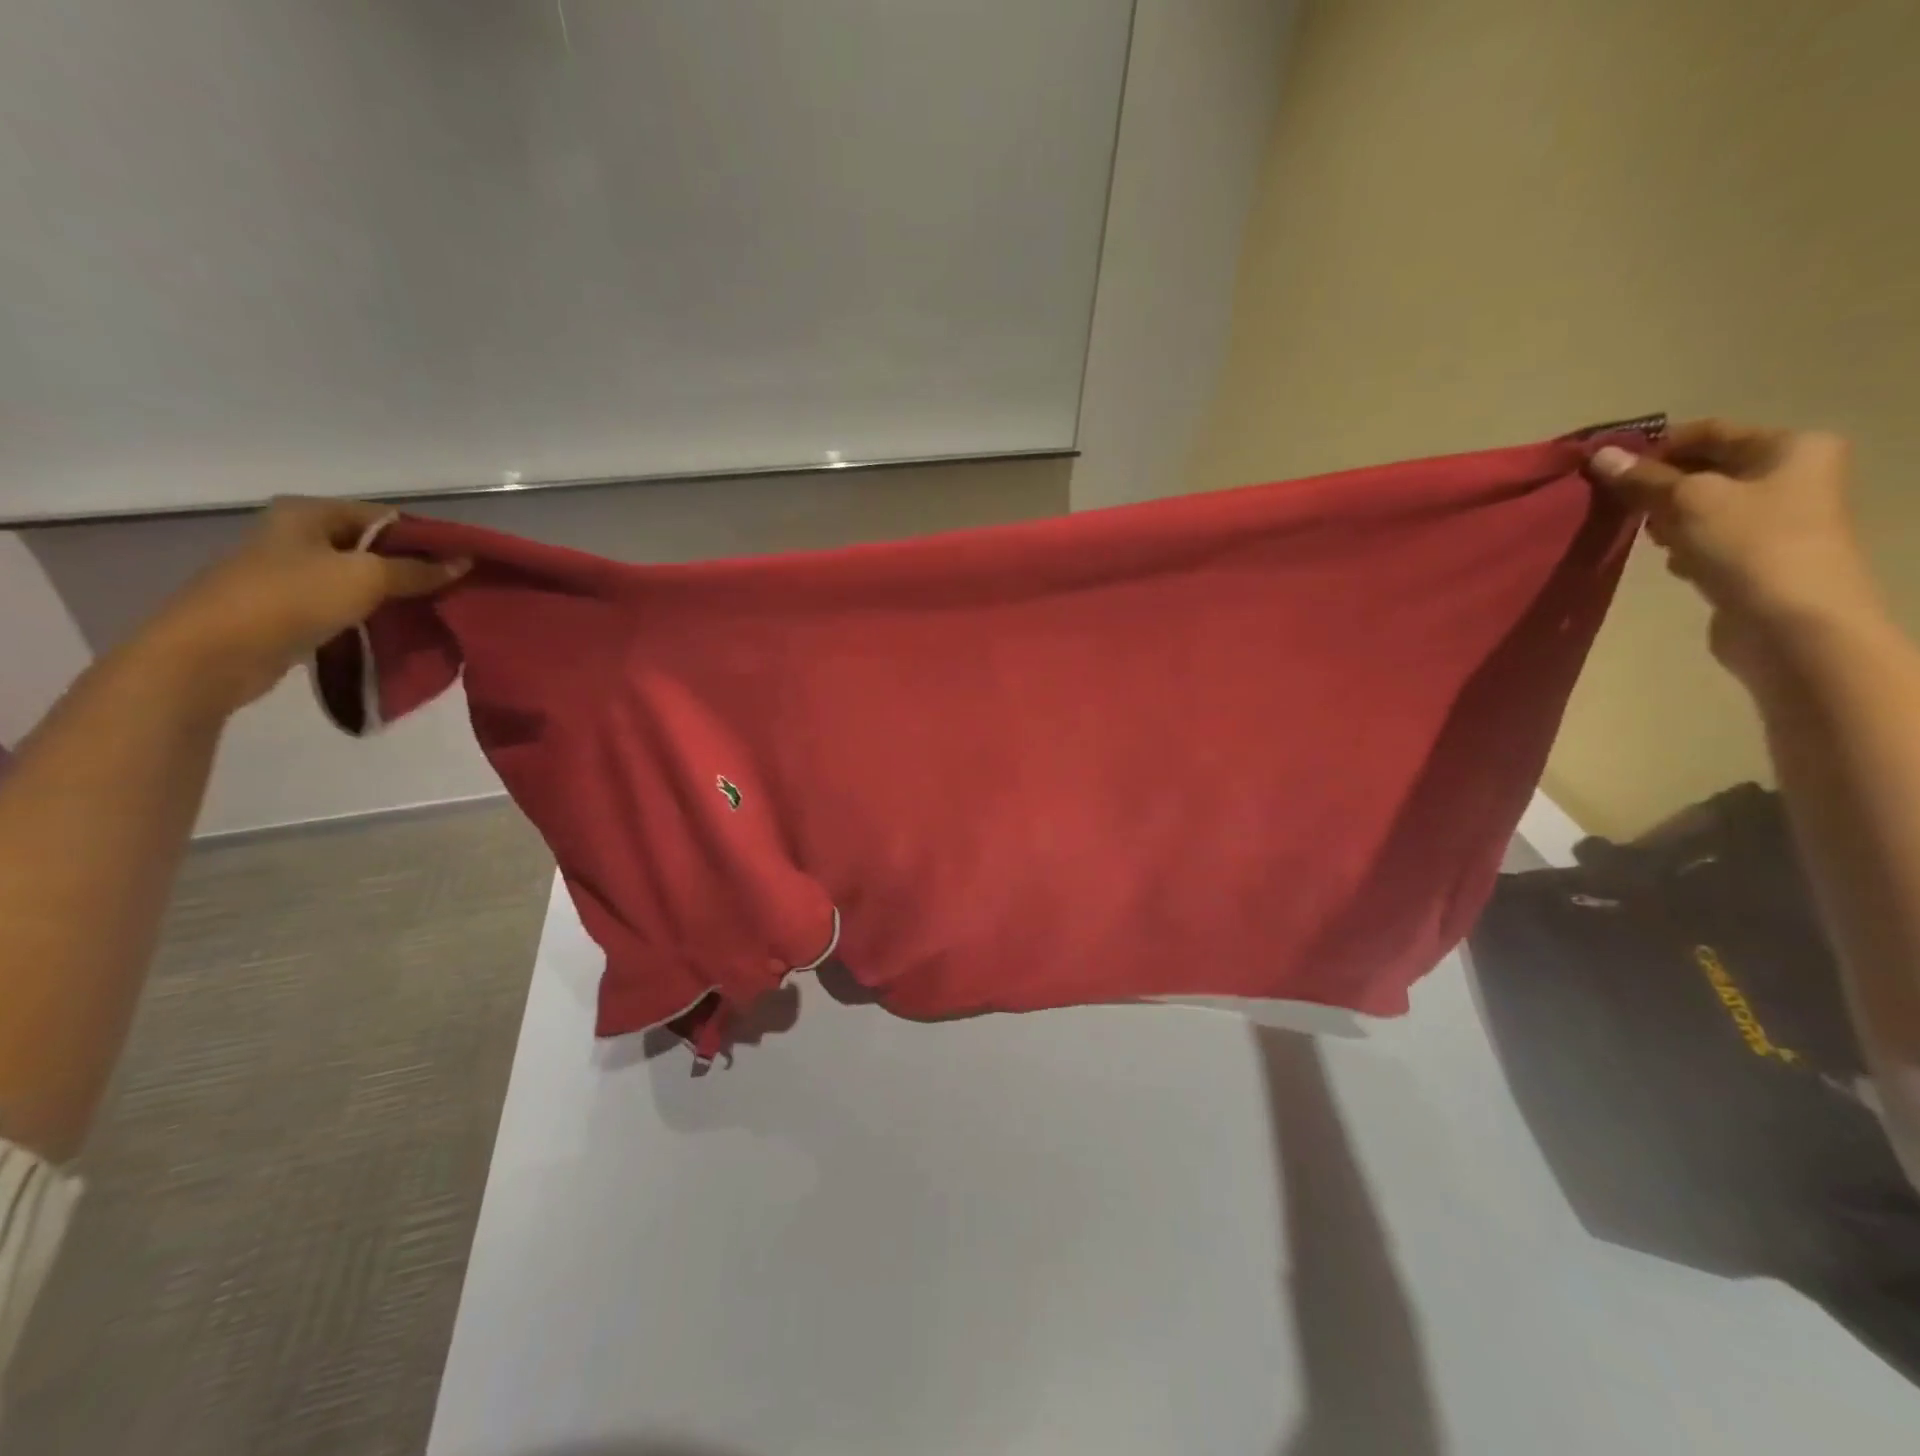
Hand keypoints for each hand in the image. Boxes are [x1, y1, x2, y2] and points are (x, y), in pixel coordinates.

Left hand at [134, 497, 468, 716]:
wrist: (214, 653)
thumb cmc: (291, 598)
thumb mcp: (367, 577)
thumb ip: (418, 570)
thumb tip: (464, 563)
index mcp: (308, 513)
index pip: (385, 516)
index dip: (426, 538)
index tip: (463, 563)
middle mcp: (295, 535)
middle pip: (372, 547)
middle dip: (413, 568)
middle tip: (456, 590)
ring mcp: (287, 573)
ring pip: (358, 579)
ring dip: (394, 595)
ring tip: (435, 612)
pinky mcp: (286, 609)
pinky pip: (342, 606)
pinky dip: (370, 616)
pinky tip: (399, 630)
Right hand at [1588, 419, 1889, 679]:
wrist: (1792, 623)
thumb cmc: (1749, 545)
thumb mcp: (1688, 501)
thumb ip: (1642, 478)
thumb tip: (1600, 455)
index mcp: (1790, 448)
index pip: (1708, 432)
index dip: (1655, 445)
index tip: (1605, 467)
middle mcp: (1791, 475)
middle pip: (1704, 469)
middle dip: (1657, 486)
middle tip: (1616, 504)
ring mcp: (1776, 518)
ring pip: (1700, 506)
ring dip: (1666, 519)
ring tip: (1645, 537)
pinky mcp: (1756, 554)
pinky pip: (1706, 537)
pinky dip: (1681, 545)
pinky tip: (1673, 562)